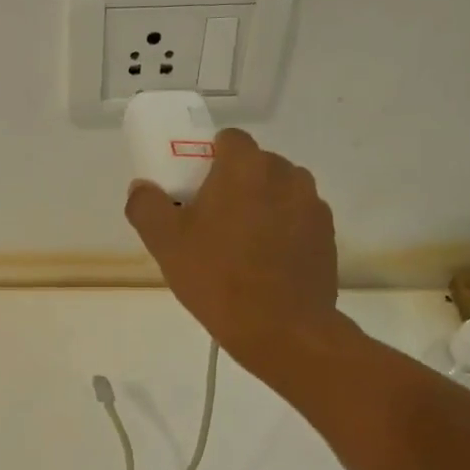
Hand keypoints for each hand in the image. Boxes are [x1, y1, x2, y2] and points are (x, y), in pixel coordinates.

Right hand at [124, 128, 340, 371]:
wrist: (282, 329)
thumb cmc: (218, 278)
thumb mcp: (165, 243)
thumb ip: (146, 205)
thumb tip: (142, 188)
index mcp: (246, 167)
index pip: (228, 140)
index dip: (208, 159)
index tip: (194, 189)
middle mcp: (287, 174)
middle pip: (254, 166)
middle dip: (234, 185)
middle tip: (210, 223)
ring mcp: (312, 205)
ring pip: (278, 193)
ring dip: (260, 208)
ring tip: (241, 248)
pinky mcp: (327, 235)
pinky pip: (296, 220)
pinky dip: (282, 232)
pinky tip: (265, 266)